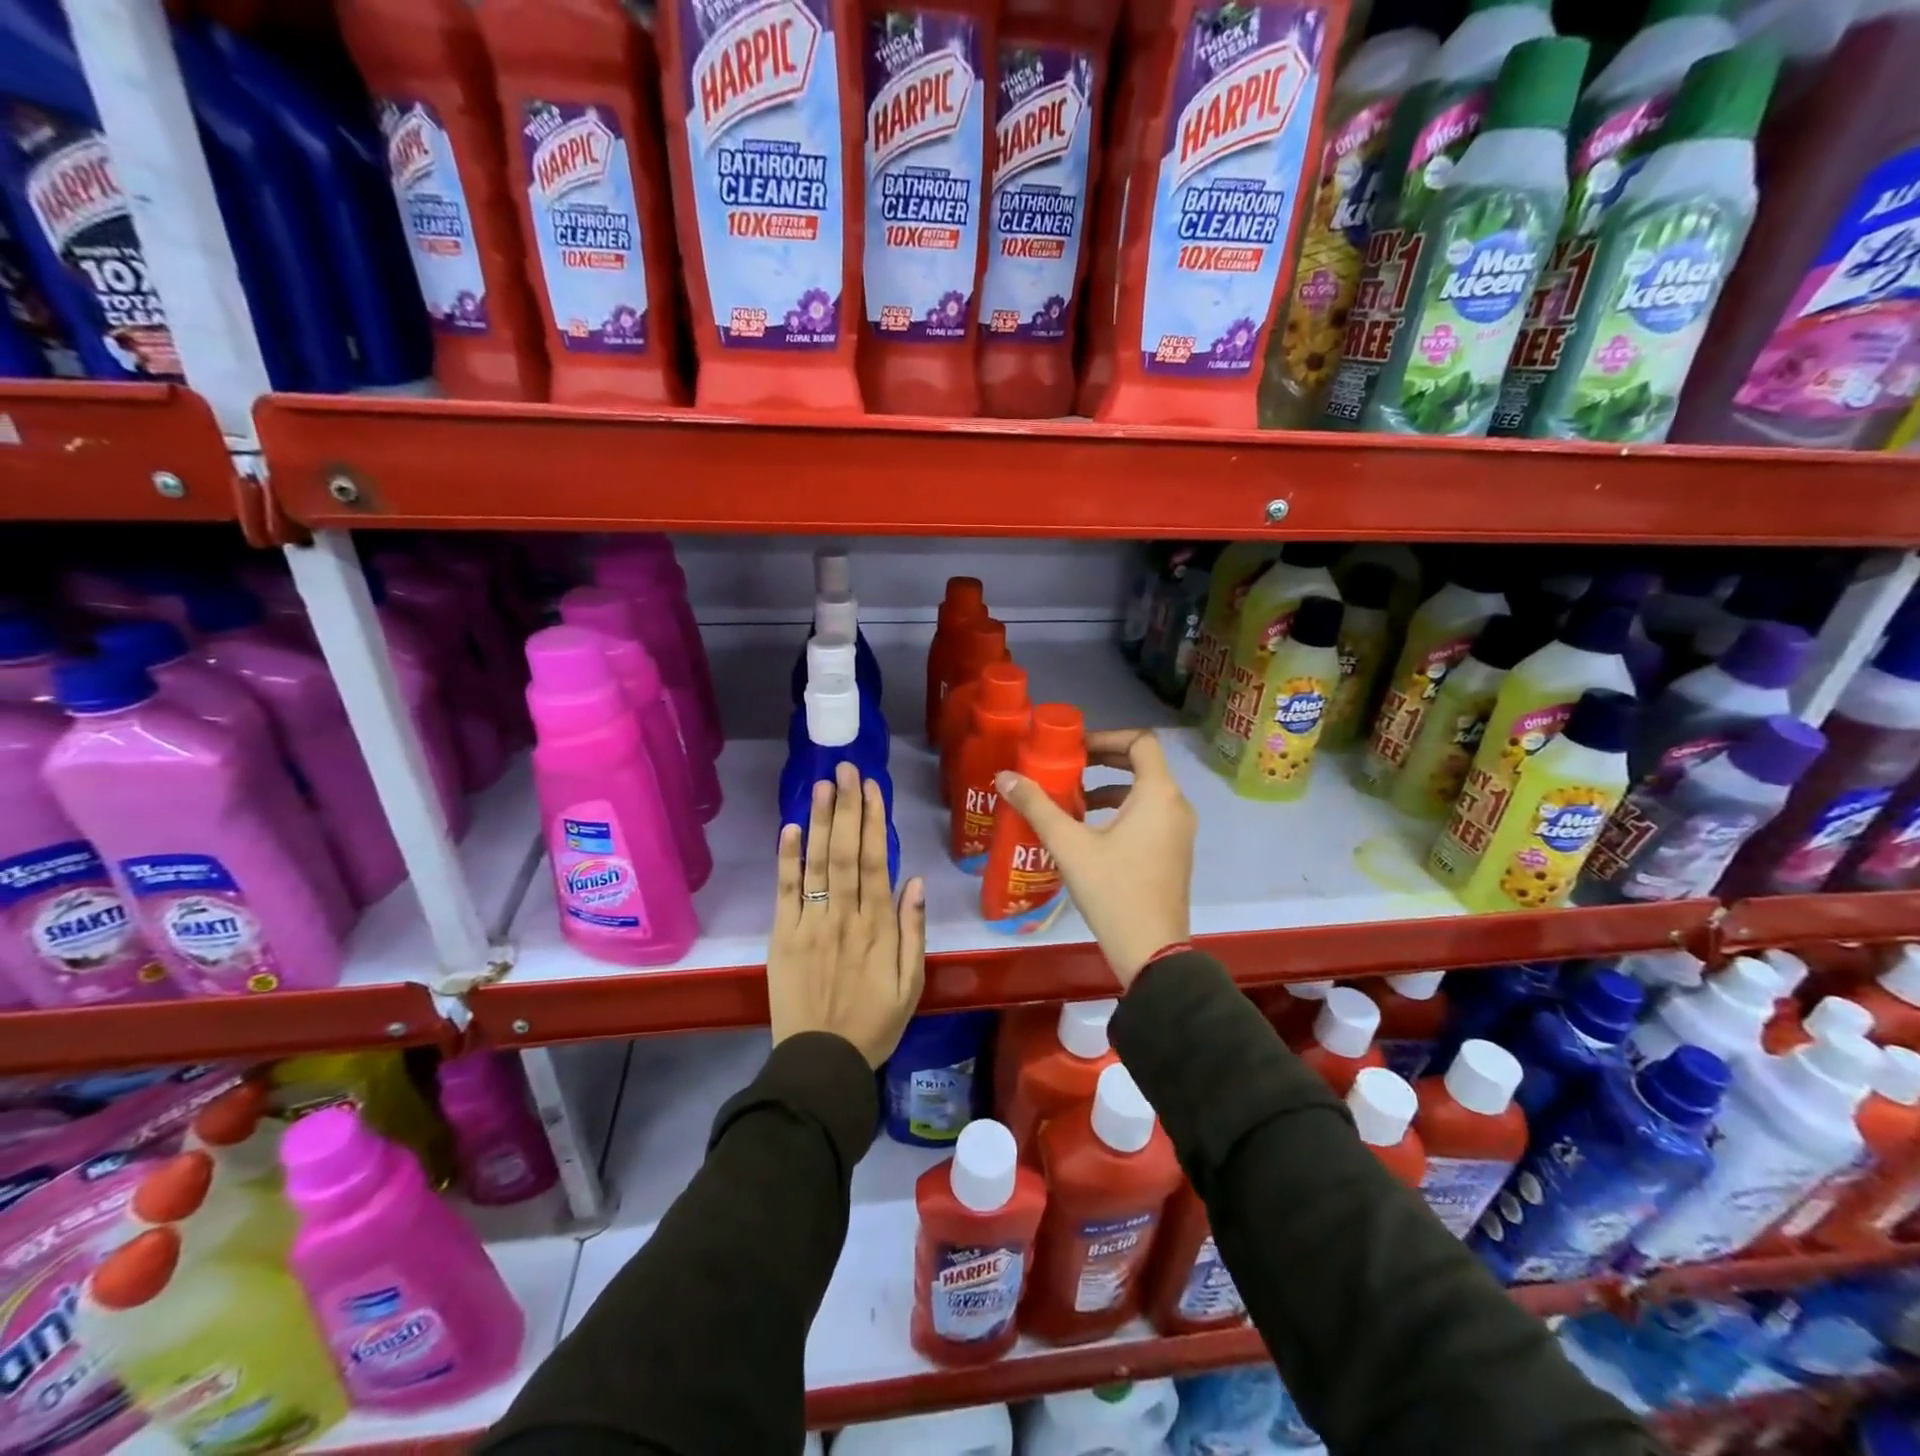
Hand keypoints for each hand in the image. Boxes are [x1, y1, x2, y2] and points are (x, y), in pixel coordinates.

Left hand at [768, 762, 927, 1067]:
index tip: (872, 788)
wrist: (822, 1062)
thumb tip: (914, 881)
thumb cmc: (874, 1023)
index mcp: (878, 927)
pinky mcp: (783, 937)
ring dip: (819, 821)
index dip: (873, 821)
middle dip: (846, 807)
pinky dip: (787, 860)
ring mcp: (810, 924)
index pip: (875, 861)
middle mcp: (844, 916)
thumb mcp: (911, 984)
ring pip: (817, 864)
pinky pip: (785, 892)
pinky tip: (789, 829)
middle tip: (845, 769)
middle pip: (845, 852)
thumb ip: (913, 932)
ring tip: (822, 785)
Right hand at [995, 729, 1193, 988]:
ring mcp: (1179, 832)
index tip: (1075, 748)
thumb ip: (1037, 806)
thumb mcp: (1069, 845)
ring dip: (1110, 787)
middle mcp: (1177, 806)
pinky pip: (1150, 815)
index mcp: (1158, 794)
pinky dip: (1122, 810)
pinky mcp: (1174, 853)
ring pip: (1145, 792)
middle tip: (1069, 765)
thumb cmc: (1113, 890)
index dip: (1107, 737)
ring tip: (1073, 798)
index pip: (1141, 742)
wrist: (1151, 951)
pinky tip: (1089, 831)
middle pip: (1144, 764)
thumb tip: (1004, 776)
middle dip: (1105, 760)